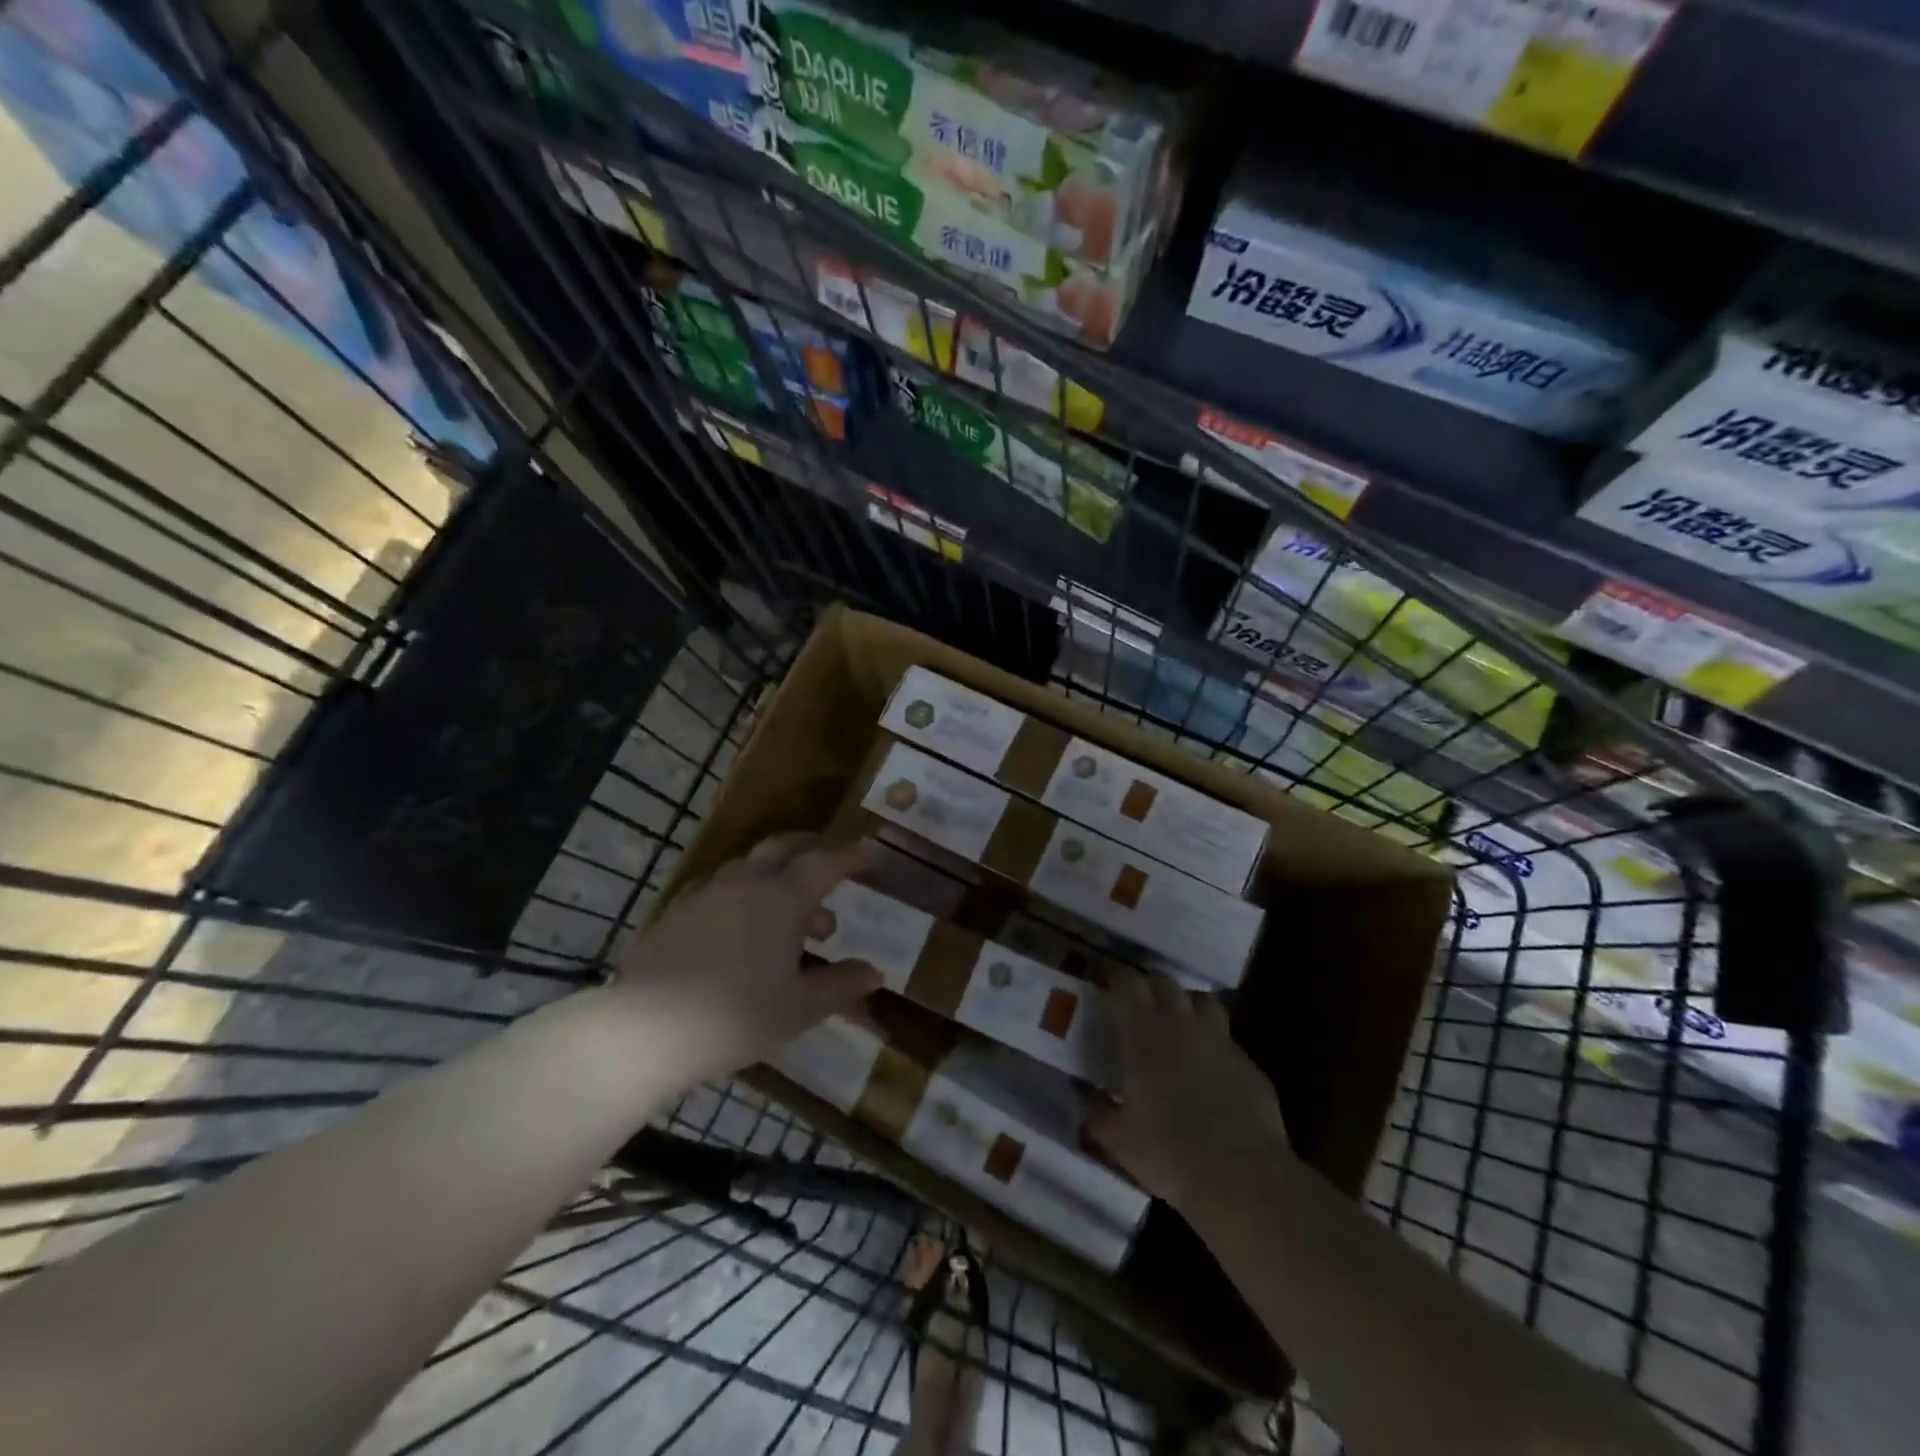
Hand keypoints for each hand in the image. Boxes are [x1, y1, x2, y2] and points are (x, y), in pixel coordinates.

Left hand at [609, 834, 883, 1084]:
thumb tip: (874, 972)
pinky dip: (741, 893)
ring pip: (748, 866)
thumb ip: (840, 985)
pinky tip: (739, 926)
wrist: (647, 1030)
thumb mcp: (799, 1008)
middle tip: (830, 862)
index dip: (851, 855)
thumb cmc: (736, 1017)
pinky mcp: (675, 913)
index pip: (825, 864)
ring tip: (791, 913)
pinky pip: (717, 888)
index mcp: (781, 899)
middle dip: (811, 848)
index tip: (871, 850)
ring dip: (776, 876)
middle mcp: (744, 884)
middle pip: (783, 847)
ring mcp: (705, 894)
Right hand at [1086, 971, 1290, 1211]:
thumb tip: (1091, 1100)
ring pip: (1201, 1000)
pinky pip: (1227, 1040)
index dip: (1115, 978)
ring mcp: (1220, 1041)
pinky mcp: (1248, 1063)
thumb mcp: (1118, 1139)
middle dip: (1149, 988)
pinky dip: (1214, 1044)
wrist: (1241, 1176)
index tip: (1105, 985)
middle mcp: (1181, 1025)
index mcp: (1143, 1033)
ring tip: (1177, 1026)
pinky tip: (1210, 1071)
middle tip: (1137, 1007)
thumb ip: (1099, 1113)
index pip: (1127, 984)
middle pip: (1164, 983)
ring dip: (1186, 1005)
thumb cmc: (1168, 1152)